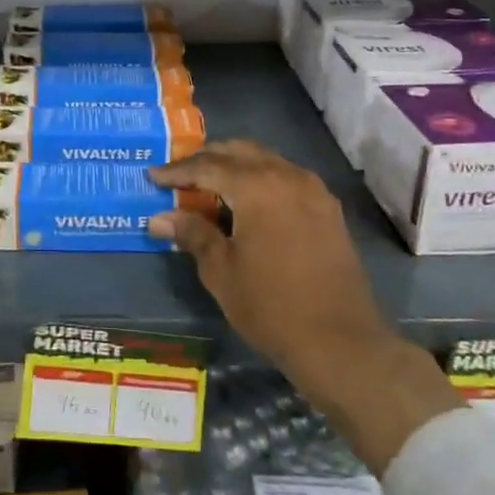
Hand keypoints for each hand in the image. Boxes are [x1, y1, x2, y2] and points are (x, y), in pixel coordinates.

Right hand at [148, 142, 384, 393]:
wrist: (342, 343)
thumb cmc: (272, 307)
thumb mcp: (221, 271)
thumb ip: (192, 234)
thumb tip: (158, 217)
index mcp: (257, 186)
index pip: (207, 166)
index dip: (176, 171)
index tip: (152, 176)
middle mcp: (287, 176)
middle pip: (238, 151)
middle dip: (206, 159)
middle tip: (179, 175)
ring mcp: (313, 190)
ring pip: (265, 160)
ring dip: (234, 165)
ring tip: (209, 186)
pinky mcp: (327, 209)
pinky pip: (285, 177)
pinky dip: (260, 179)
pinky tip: (247, 203)